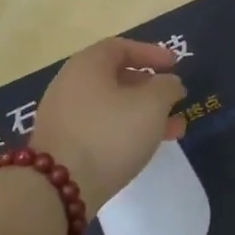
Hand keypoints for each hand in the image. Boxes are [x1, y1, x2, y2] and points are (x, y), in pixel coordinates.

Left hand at [29, 39, 185, 217]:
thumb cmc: (109, 134)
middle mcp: (70, 84)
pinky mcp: (61, 144)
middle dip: (151, 89)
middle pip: (116, 77)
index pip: (121, 47)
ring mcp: (62, 115)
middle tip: (175, 102)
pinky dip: (124, 130)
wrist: (58, 187)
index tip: (175, 65)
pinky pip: (99, 127)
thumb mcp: (151, 105)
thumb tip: (169, 83)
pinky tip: (143, 148)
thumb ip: (167, 87)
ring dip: (143, 114)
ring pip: (111, 106)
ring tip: (173, 132)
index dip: (151, 53)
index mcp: (87, 65)